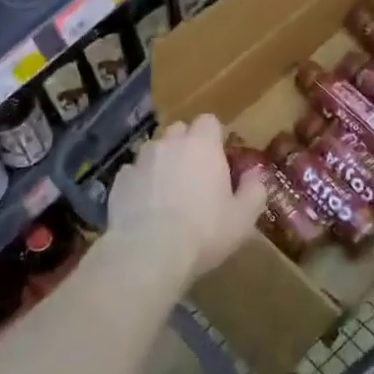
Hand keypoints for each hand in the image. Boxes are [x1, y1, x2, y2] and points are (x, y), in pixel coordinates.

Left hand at [104, 114, 266, 287]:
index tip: (219, 159)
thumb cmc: (204, 231)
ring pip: (154, 151)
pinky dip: (140, 184)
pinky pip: (133, 174)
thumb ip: (254, 190)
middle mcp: (170, 143)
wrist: (148, 253)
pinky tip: (145, 208)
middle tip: (195, 175)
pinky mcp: (119, 181)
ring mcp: (140, 160)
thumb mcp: (243, 217)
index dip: (214, 137)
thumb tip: (255, 175)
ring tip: (168, 192)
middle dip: (186, 145)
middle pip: (179, 130)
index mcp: (203, 144)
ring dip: (162, 163)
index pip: (209, 121)